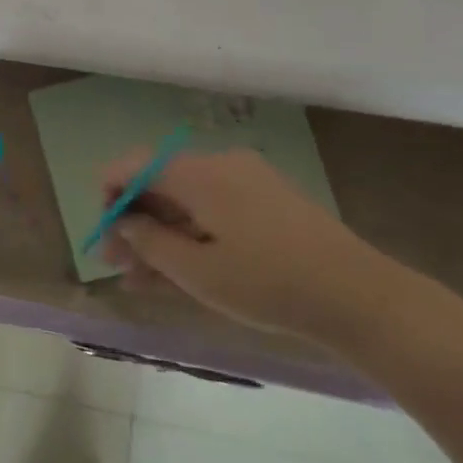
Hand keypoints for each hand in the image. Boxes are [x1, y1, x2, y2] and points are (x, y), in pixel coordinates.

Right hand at [98, 149, 402, 345]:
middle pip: (159, 185)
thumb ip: (148, 242)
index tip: (103, 234)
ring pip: (185, 202)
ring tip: (142, 281)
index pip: (134, 165)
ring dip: (160, 236)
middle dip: (133, 223)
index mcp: (200, 174)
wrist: (359, 297)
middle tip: (117, 265)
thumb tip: (122, 222)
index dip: (108, 195)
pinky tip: (179, 271)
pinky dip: (191, 235)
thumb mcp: (196, 271)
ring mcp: (247, 182)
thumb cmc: (268, 283)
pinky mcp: (267, 201)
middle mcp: (220, 166)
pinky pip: (213, 210)